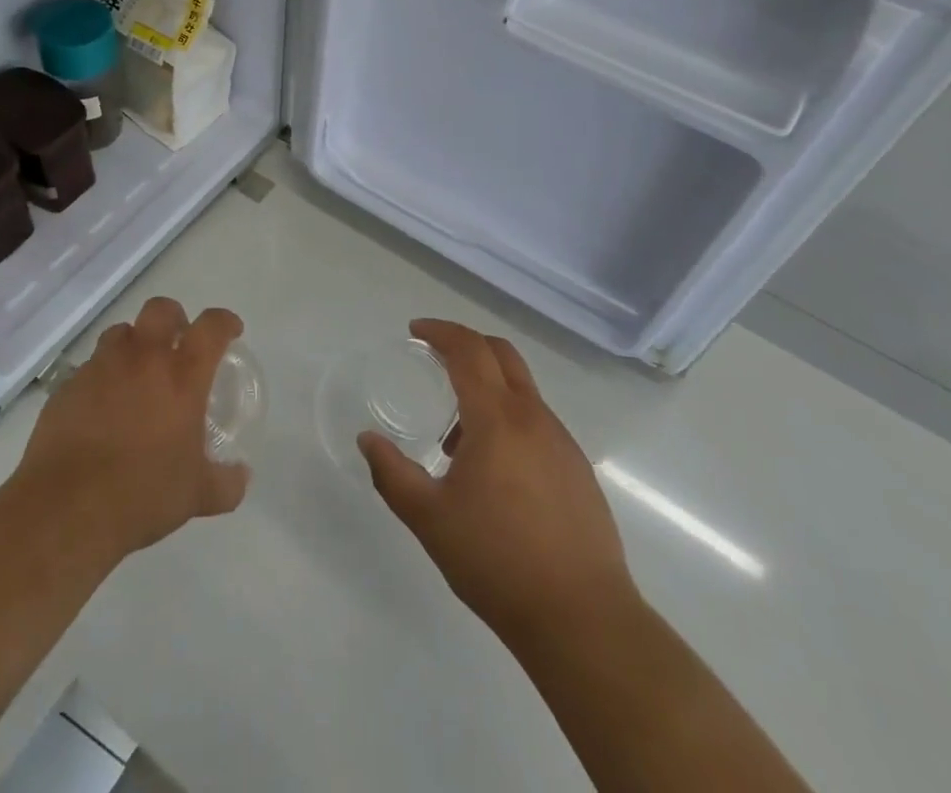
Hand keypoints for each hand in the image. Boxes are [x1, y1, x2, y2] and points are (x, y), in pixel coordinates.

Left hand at [12, 297, 249, 563]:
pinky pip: (90, 367)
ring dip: (134, 344)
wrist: (67, 509)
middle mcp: (142, 359)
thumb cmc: (142, 495)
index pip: (211, 327)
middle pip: (160, 310)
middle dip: (174, 318)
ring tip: (137, 373)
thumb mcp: (197, 496)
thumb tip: (241, 476)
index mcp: (182, 376)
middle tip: (178, 343)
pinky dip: (102, 377)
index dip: (224, 322)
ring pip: (121, 333)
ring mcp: (101, 368)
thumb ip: (225, 483)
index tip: (230, 331)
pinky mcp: (67, 386)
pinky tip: (103, 408)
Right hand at [359, 319, 638, 646]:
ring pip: (521, 390)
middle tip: (434, 358)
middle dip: (466, 344)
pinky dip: (508, 418)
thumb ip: (392, 474)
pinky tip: (492, 469)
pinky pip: (537, 421)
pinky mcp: (578, 470)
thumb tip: (367, 440)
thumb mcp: (429, 519)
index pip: (469, 350)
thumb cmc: (498, 562)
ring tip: (455, 434)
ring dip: (486, 387)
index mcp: (497, 418)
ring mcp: (562, 442)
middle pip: (501, 354)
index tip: (415, 331)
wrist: (583, 619)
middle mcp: (534, 417)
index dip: (440, 331)